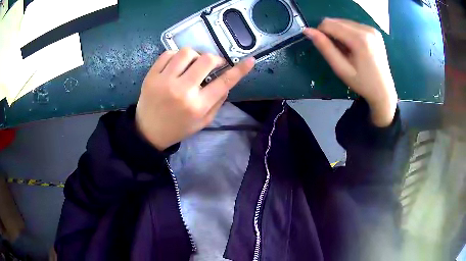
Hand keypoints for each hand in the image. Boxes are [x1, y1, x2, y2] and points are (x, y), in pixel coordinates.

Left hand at [136, 48, 254, 149]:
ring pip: (186, 52)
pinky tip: (177, 64)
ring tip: (192, 64)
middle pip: (206, 60)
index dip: (240, 70)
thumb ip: (217, 102)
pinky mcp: (151, 76)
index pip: (224, 82)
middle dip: (214, 59)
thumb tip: (227, 82)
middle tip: (212, 64)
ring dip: (195, 55)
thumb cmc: (178, 128)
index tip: (250, 60)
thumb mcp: (203, 121)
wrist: (148, 132)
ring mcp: (164, 81)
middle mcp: (182, 90)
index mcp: (198, 105)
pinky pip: (167, 54)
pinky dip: (176, 55)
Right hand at [304, 18, 397, 126]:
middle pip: (337, 21)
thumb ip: (325, 48)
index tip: (324, 47)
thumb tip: (307, 31)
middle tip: (338, 52)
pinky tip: (354, 47)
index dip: (320, 33)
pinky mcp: (374, 31)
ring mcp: (372, 29)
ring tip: (348, 51)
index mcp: (360, 39)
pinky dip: (348, 33)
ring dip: (340, 33)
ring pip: (344, 22)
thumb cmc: (362, 83)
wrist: (383, 91)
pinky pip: (353, 25)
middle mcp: (366, 29)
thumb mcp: (341, 68)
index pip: (329, 24)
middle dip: (331, 33)